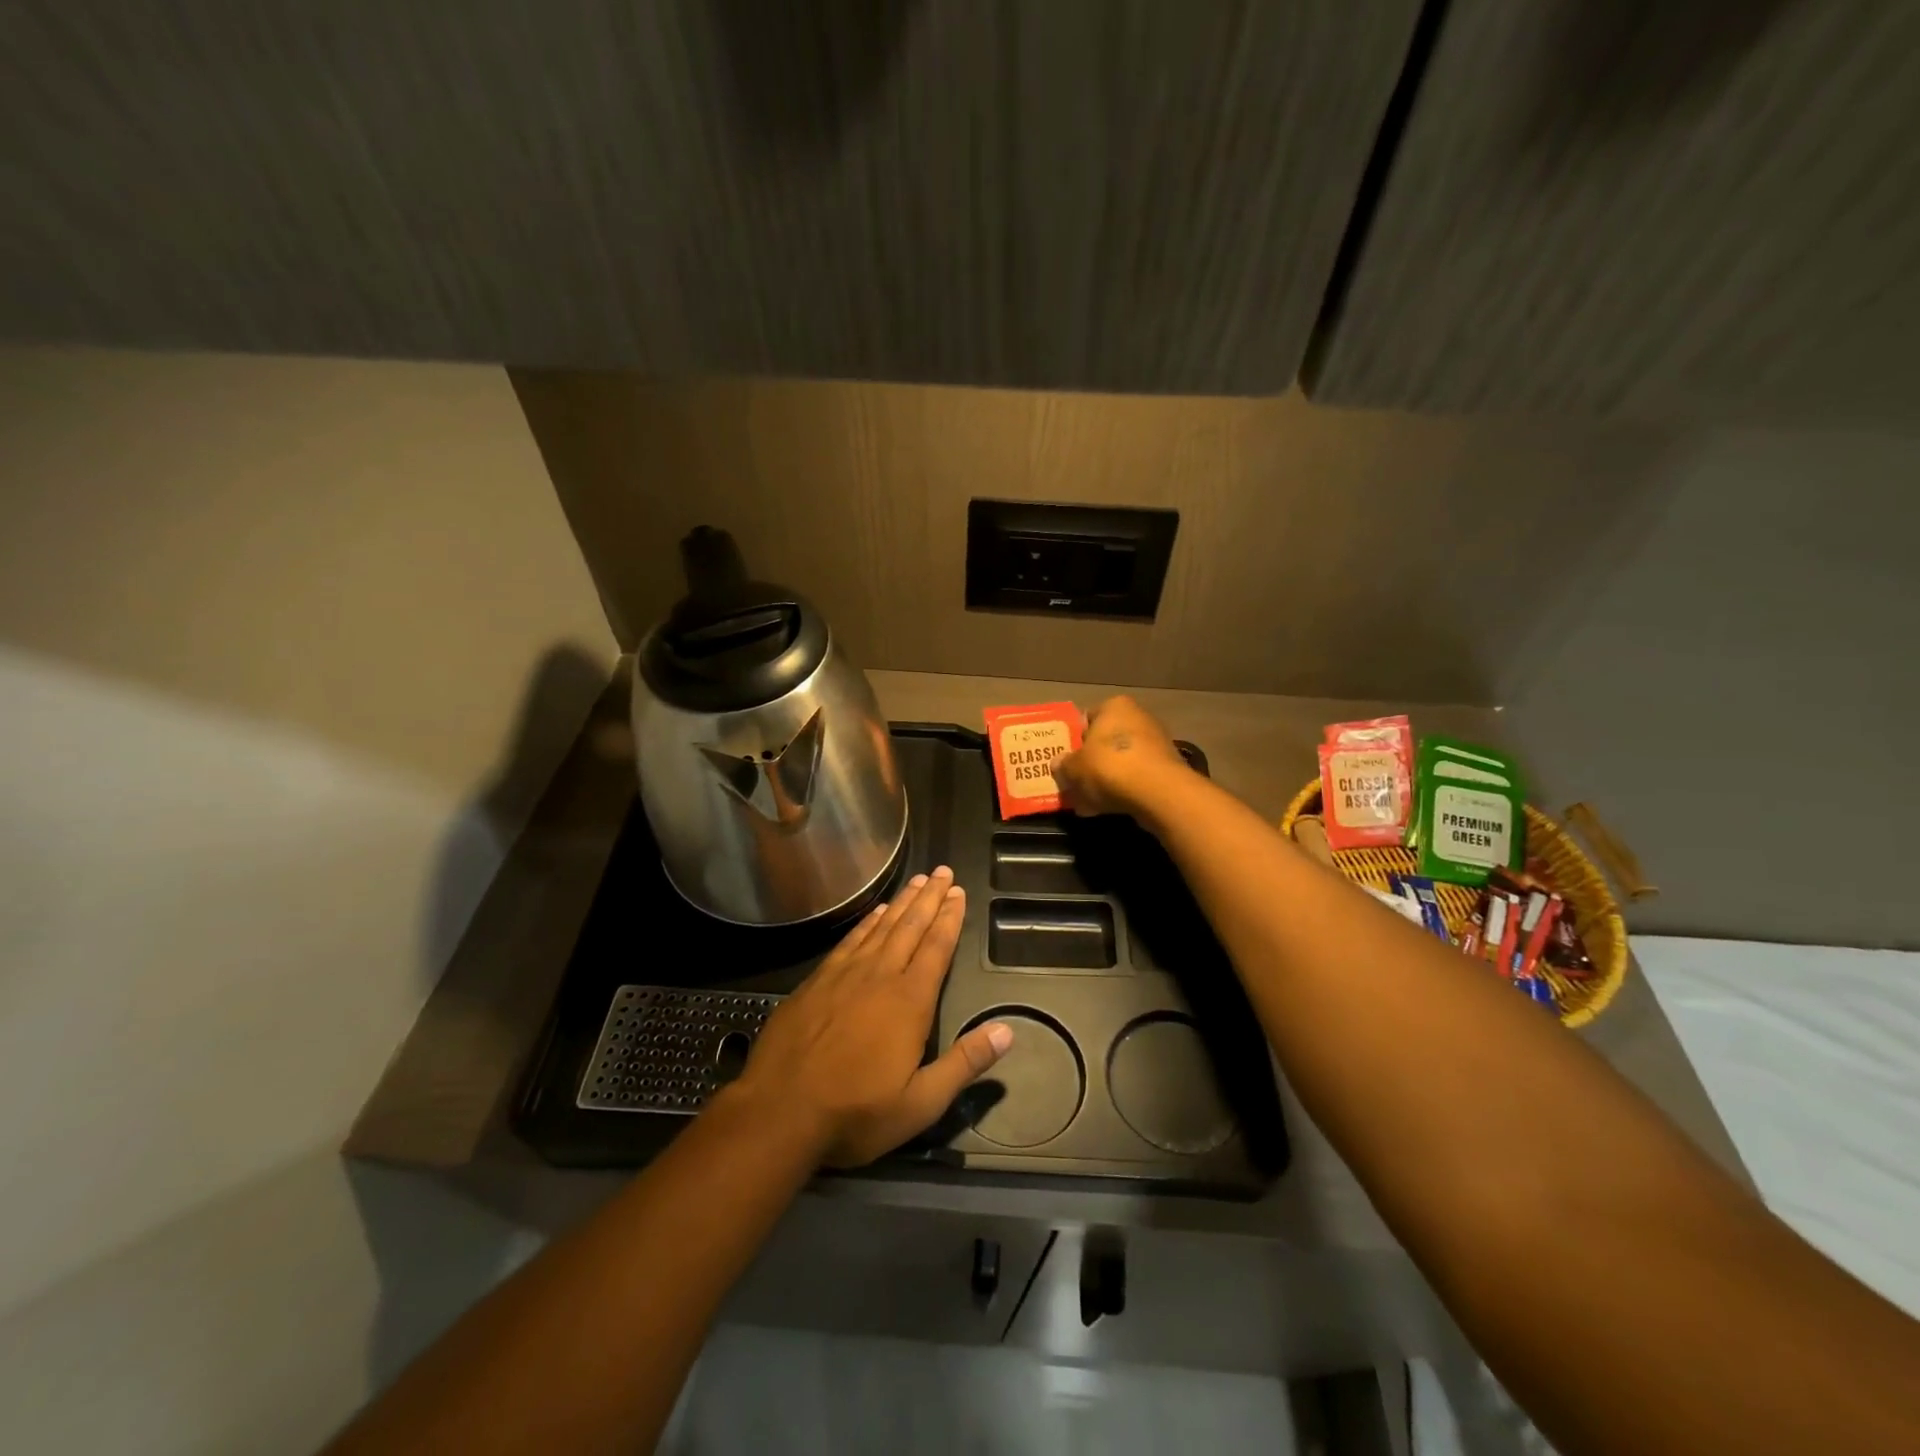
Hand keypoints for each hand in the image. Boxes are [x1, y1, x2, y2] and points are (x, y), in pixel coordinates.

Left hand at [728, 866, 1012, 1167]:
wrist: (779, 1112)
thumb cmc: (855, 1113)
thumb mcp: (921, 1103)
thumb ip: (965, 1064)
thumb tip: (1007, 1031)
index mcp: (909, 1001)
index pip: (936, 948)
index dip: (949, 918)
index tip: (958, 892)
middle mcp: (879, 976)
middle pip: (910, 927)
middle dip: (929, 898)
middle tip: (943, 871)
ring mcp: (844, 975)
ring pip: (880, 927)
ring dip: (901, 902)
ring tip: (917, 881)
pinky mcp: (816, 982)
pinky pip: (849, 940)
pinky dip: (866, 922)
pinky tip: (874, 913)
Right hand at [1054, 696, 1188, 821]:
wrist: (1158, 792)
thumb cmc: (1109, 767)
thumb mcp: (1074, 768)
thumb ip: (1063, 765)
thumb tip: (1058, 763)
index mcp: (1114, 706)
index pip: (1086, 718)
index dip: (1073, 739)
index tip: (1065, 759)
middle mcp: (1138, 716)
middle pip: (1106, 740)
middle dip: (1091, 761)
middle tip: (1075, 781)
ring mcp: (1157, 742)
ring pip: (1121, 760)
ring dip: (1106, 778)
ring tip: (1089, 801)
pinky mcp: (1167, 767)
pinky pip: (1137, 776)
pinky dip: (1124, 789)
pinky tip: (1109, 808)